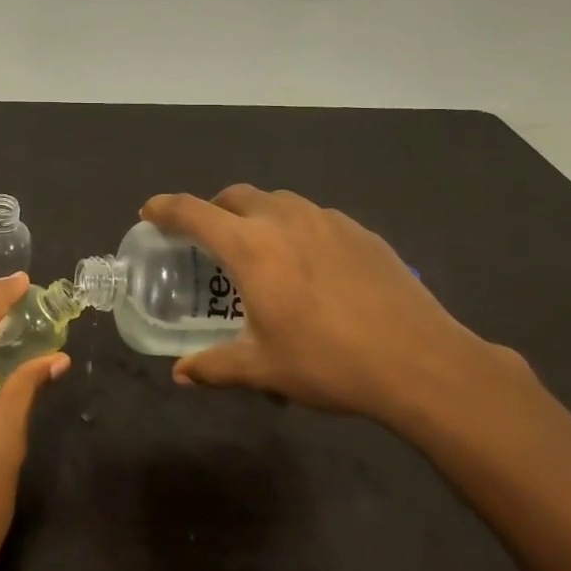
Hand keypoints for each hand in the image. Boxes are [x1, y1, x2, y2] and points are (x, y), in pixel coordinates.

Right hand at [141, 186, 505, 426]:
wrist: (421, 361)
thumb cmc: (328, 362)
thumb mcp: (263, 369)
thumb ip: (214, 367)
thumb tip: (180, 375)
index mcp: (250, 247)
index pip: (193, 212)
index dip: (165, 208)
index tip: (149, 212)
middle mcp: (284, 220)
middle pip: (235, 195)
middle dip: (213, 209)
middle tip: (207, 238)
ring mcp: (327, 220)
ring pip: (278, 201)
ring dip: (256, 214)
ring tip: (260, 249)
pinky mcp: (360, 231)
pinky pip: (314, 216)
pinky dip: (296, 227)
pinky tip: (311, 263)